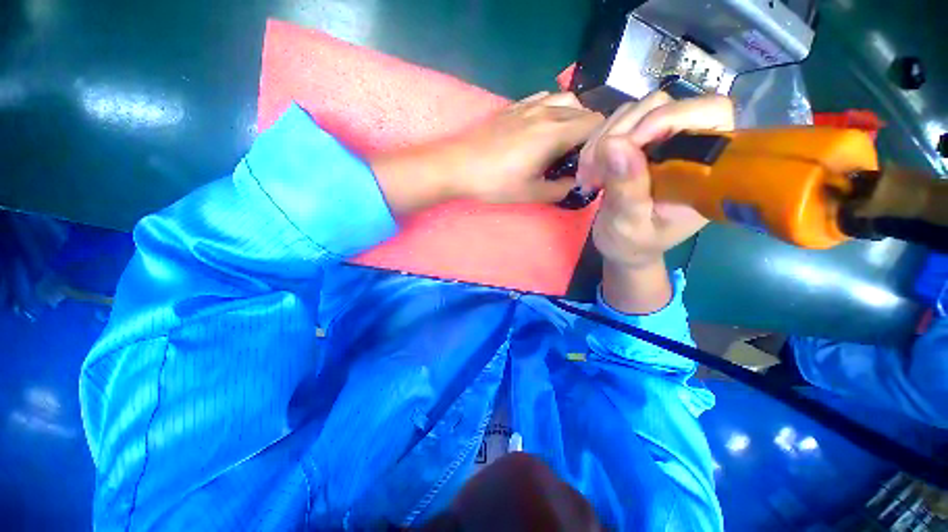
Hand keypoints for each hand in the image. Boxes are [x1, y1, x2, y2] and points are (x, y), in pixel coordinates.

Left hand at [369, 92, 603, 215]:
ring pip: (565, 99)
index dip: (600, 141)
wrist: (458, 166)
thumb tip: (576, 184)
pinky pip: (542, 97)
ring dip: (572, 116)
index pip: (596, 124)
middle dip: (588, 132)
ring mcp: (528, 106)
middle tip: (577, 155)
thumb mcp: (531, 193)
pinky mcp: (513, 107)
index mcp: (554, 133)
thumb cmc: (494, 183)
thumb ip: (560, 189)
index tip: (592, 160)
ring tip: (561, 139)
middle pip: (584, 110)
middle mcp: (546, 112)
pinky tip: (542, 125)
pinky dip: (552, 108)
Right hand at [579, 92, 734, 269]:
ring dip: (602, 139)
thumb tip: (614, 144)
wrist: (623, 247)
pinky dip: (595, 143)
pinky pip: (616, 124)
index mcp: (704, 169)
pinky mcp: (638, 142)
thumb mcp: (629, 225)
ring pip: (634, 111)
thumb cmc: (633, 244)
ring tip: (588, 174)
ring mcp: (661, 140)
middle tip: (593, 170)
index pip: (710, 113)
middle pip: (663, 105)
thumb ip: (627, 189)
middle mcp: (688, 146)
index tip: (625, 147)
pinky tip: (588, 168)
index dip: (667, 119)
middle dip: (620, 133)